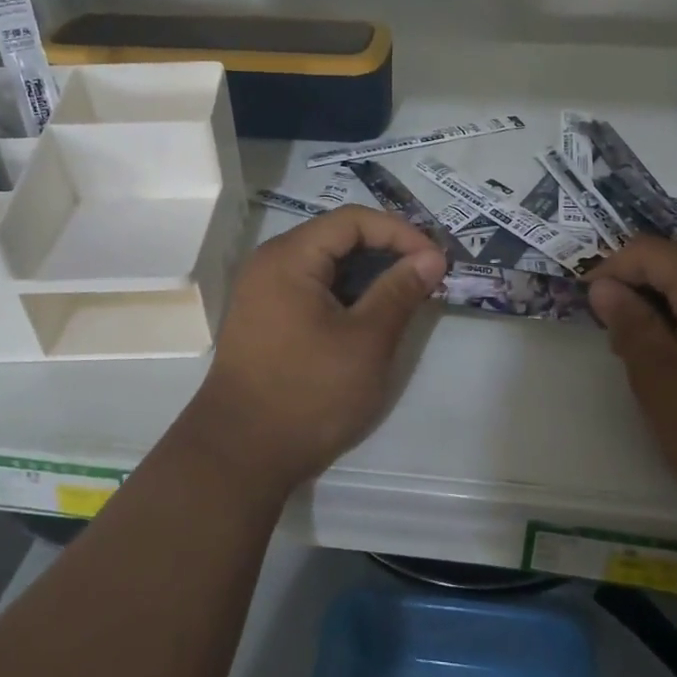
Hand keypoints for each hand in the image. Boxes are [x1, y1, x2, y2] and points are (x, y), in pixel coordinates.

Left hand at [183, 207, 447, 493]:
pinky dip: (346, 294)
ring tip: (406, 294)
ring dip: (368, 274)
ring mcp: (263, 292)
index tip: (436, 259)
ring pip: (326, 265)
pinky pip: (312, 289)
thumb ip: (400, 291)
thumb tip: (431, 256)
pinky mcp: (265, 320)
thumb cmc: (309, 393)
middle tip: (426, 273)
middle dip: (387, 250)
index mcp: (290, 257)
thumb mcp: (367, 341)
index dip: (400, 232)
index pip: (354, 220)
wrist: (240, 457)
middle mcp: (270, 263)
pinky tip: (371, 316)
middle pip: (337, 237)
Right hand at [587, 237, 676, 515]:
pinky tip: (676, 361)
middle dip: (634, 287)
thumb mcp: (658, 375)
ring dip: (658, 307)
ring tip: (637, 350)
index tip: (585, 303)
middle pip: (674, 263)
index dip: (610, 269)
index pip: (648, 251)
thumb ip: (628, 323)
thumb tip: (603, 286)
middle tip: (610, 331)